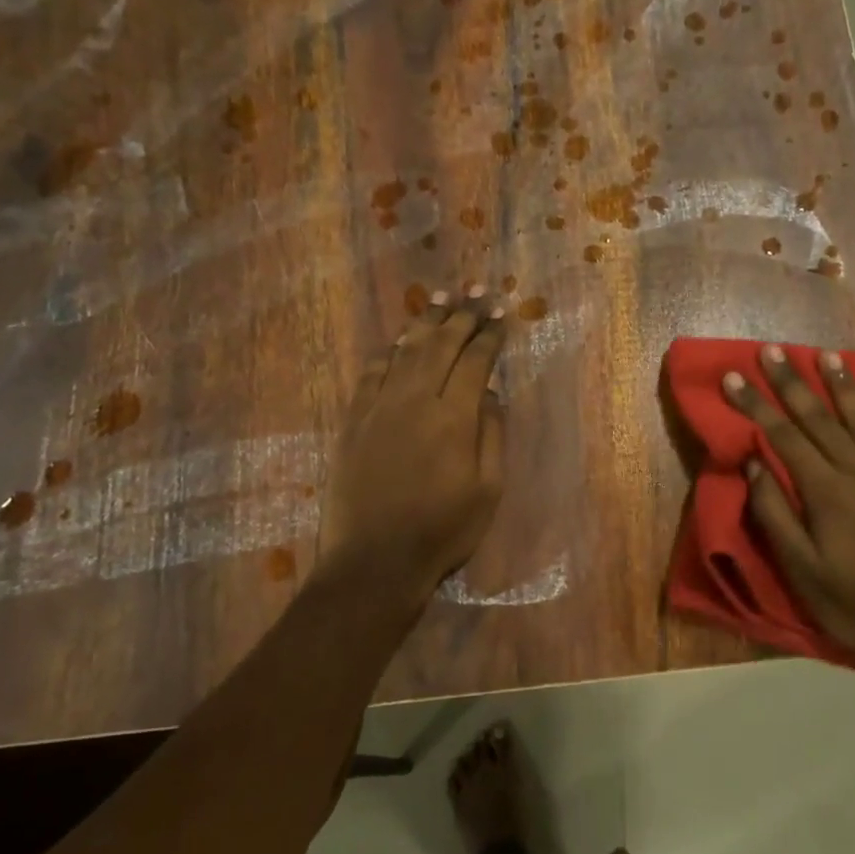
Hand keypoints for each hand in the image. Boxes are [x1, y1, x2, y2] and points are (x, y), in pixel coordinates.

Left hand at [317, 290, 505, 600]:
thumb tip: (491, 393)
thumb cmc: (443, 531)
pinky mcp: (353, 421)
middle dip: (462, 315)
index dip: (490, 335)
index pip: (476, 361)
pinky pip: (371, 373)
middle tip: (475, 292)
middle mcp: (416, 400)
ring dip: (426, 322)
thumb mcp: (488, 490)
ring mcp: (379, 408)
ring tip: (441, 299)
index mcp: (454, 417)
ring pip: (405, 351)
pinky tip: (399, 341)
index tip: (501, 315)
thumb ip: (492, 435)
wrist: (375, 560)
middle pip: (441, 345)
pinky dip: (388, 351)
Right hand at [722, 345, 854, 664]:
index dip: (756, 404)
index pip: (783, 436)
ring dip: (843, 384)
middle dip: (791, 382)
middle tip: (771, 349)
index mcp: (826, 492)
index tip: (734, 376)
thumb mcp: (800, 568)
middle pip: (820, 417)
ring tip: (825, 354)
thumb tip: (754, 462)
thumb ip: (774, 513)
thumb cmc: (853, 603)